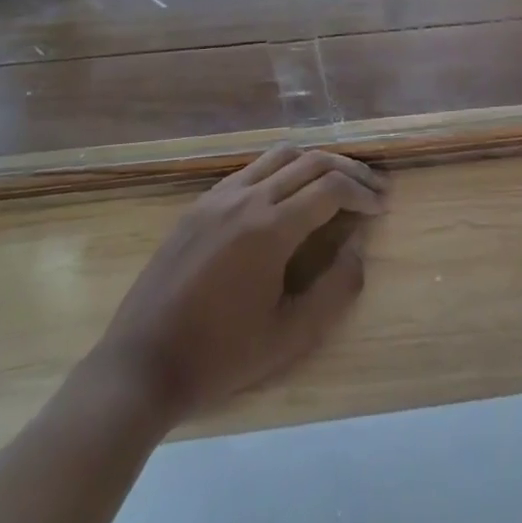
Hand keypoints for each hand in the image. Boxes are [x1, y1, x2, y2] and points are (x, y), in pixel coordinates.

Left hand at [91, 145, 388, 425]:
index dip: (363, 193)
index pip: (331, 187)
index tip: (381, 207)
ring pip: (280, 155)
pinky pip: (251, 169)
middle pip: (310, 160)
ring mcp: (218, 196)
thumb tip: (358, 249)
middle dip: (348, 170)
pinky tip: (289, 195)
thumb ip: (335, 290)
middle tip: (372, 189)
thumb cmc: (219, 357)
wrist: (140, 366)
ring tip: (337, 183)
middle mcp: (246, 198)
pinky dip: (282, 170)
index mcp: (270, 229)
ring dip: (315, 162)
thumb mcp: (290, 337)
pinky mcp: (199, 204)